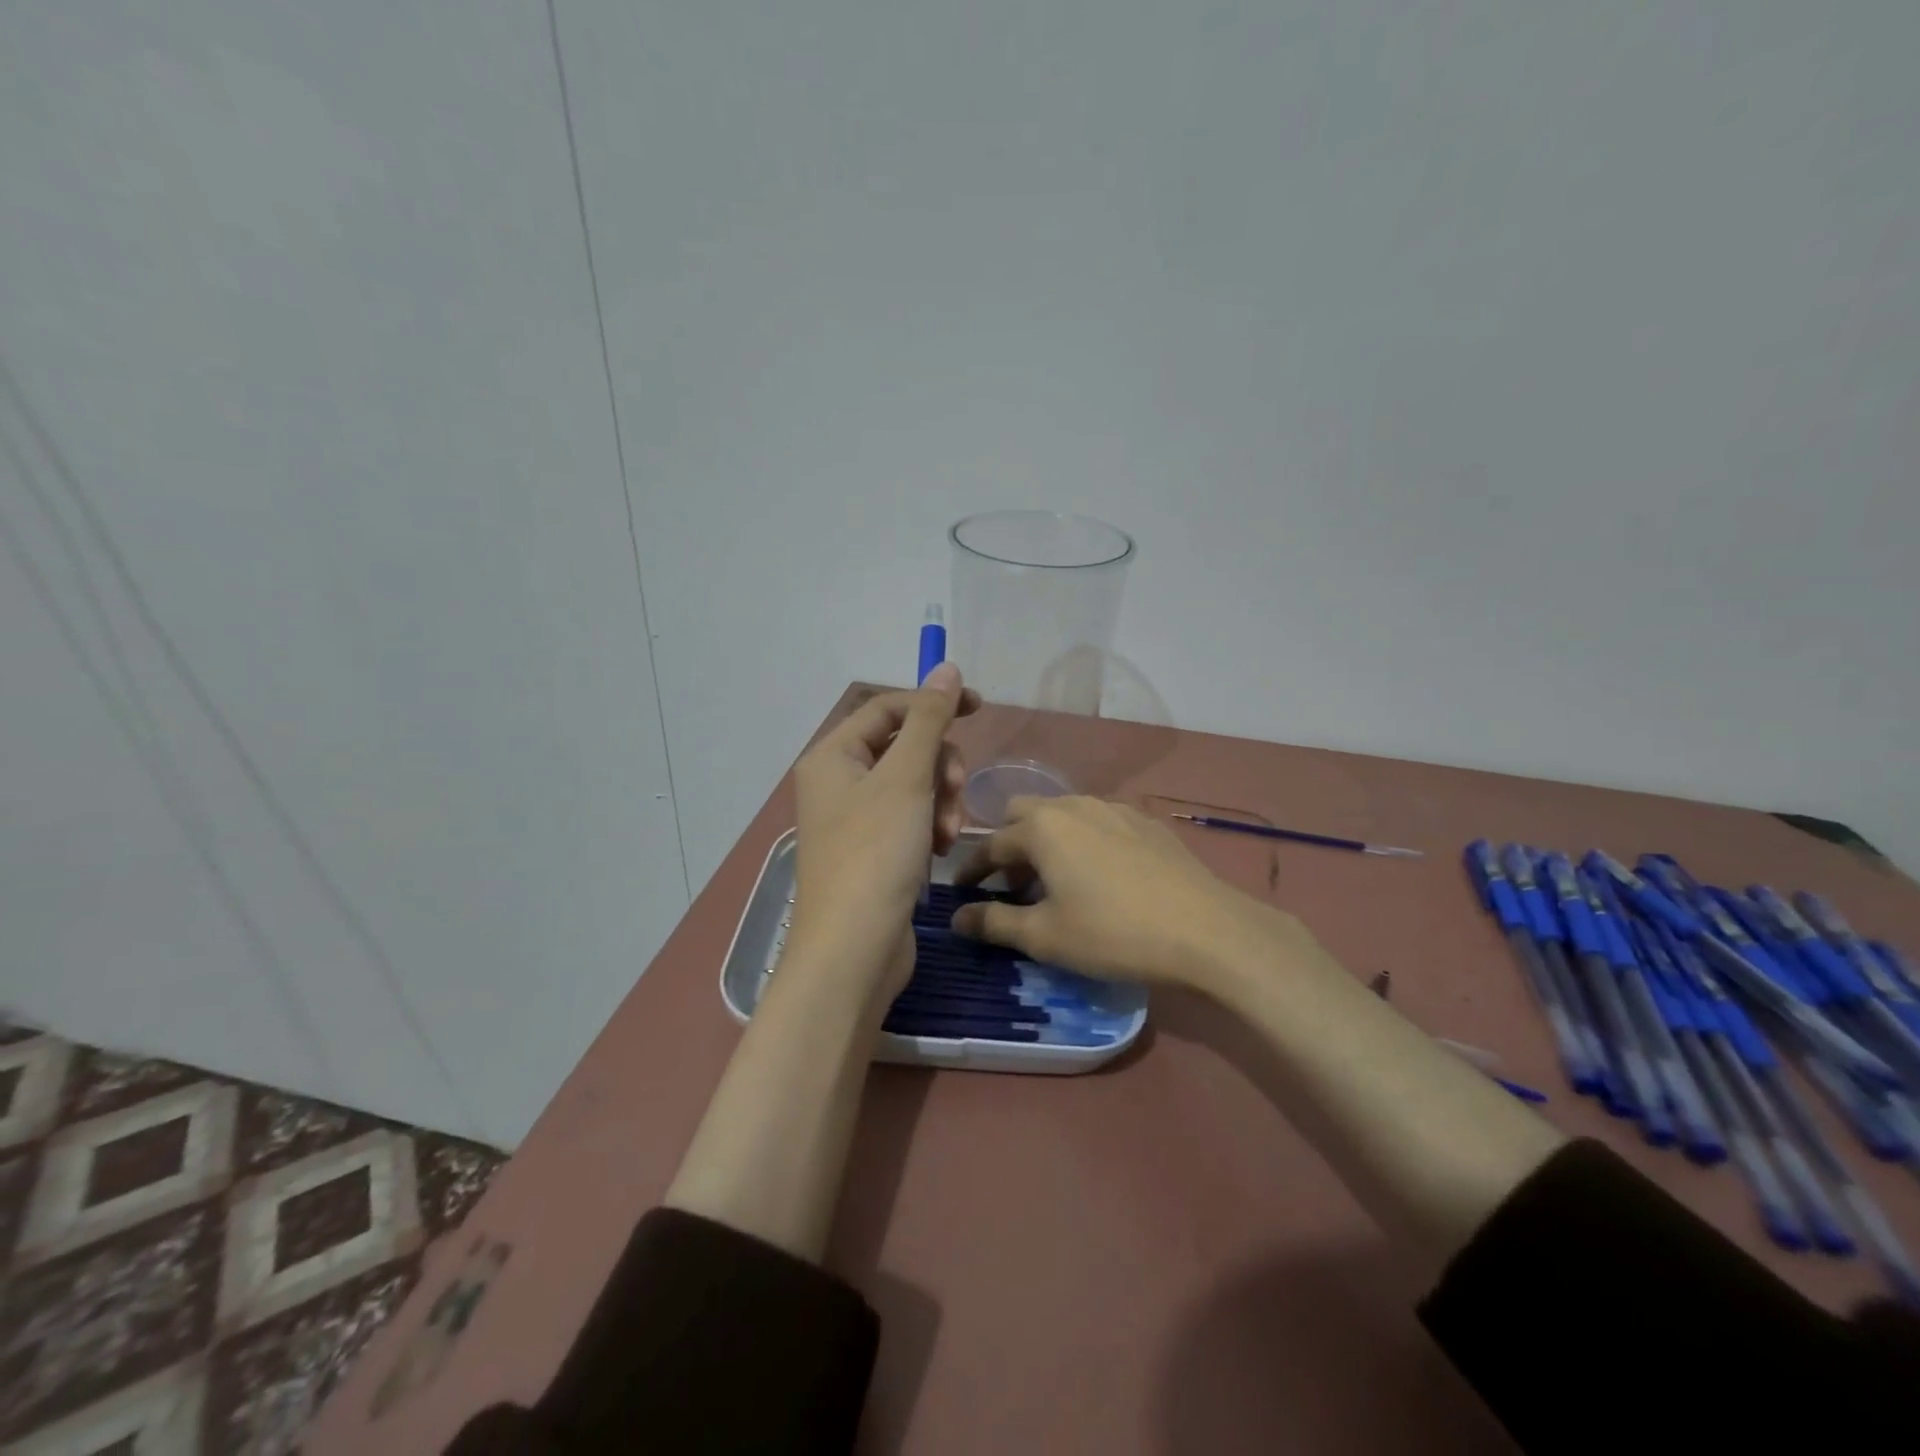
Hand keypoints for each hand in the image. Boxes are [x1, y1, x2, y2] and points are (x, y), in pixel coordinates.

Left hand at [786, 664, 979, 1003]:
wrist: (854, 950)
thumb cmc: (875, 853)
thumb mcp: (906, 777)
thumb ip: (929, 719)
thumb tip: (945, 667)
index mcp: (833, 756)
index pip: (888, 709)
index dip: (933, 703)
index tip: (980, 708)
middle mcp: (838, 782)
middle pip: (904, 747)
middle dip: (939, 766)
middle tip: (954, 791)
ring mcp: (855, 820)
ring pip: (913, 785)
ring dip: (940, 801)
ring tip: (946, 835)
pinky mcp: (873, 851)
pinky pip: (910, 819)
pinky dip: (930, 827)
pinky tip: (939, 852)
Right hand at [950, 796, 1288, 992]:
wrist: (1207, 930)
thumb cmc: (1113, 933)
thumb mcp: (1045, 936)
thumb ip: (995, 923)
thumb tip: (957, 919)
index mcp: (1042, 828)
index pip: (991, 844)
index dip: (971, 871)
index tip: (960, 894)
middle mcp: (1074, 805)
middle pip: (1024, 813)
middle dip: (1009, 845)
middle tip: (1013, 886)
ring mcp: (1114, 809)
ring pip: (1063, 814)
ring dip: (1047, 841)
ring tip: (1057, 882)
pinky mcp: (1146, 822)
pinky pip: (1098, 822)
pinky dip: (1083, 842)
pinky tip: (1101, 876)